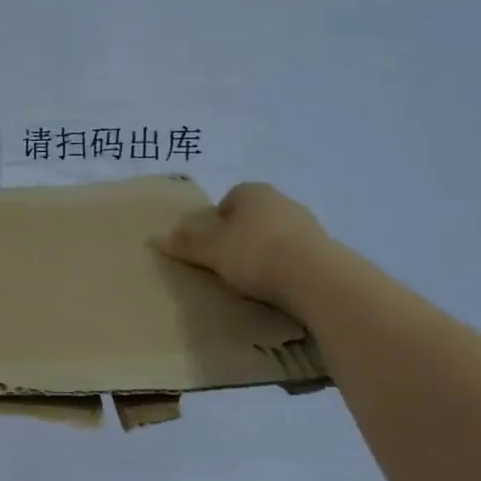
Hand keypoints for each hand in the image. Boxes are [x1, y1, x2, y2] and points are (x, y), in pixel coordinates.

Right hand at [156, 182, 329, 318]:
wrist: (317, 279)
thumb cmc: (256, 254)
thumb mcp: (213, 252)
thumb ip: (186, 244)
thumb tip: (155, 237)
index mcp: (252, 192)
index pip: (229, 199)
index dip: (218, 221)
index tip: (214, 247)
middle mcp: (281, 200)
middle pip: (253, 216)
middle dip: (242, 235)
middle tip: (230, 263)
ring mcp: (307, 224)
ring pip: (277, 234)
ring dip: (267, 251)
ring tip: (256, 280)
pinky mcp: (326, 249)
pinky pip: (297, 254)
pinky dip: (287, 266)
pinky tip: (280, 287)